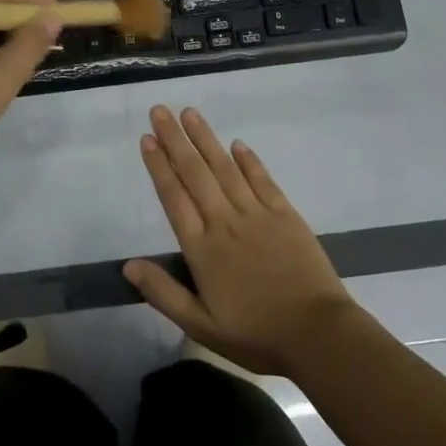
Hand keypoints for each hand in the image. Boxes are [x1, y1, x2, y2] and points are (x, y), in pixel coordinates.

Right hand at [125, 104, 358, 376]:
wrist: (318, 335)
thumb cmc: (256, 335)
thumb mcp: (201, 326)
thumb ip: (164, 293)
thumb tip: (128, 265)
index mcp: (202, 249)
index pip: (174, 197)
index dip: (159, 166)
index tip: (147, 139)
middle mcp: (225, 222)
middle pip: (195, 173)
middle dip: (175, 140)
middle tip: (159, 111)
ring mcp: (257, 215)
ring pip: (225, 169)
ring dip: (206, 139)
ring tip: (189, 113)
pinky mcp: (285, 215)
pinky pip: (263, 181)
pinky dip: (249, 161)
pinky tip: (237, 144)